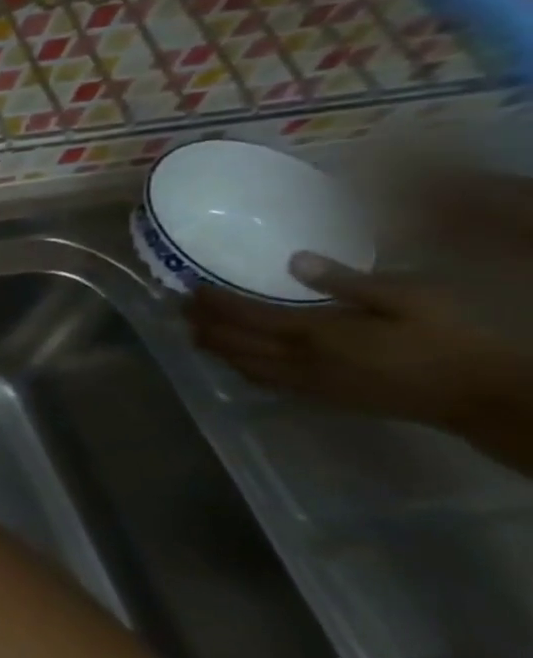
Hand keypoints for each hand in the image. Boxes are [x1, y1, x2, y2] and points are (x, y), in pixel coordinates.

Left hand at [185, 251, 526, 431]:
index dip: (213, 302)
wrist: (478, 395)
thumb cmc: (447, 338)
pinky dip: (238, 368)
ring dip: (213, 347)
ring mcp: (305, 383)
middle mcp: (297, 360)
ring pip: (241, 365)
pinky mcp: (319, 398)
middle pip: (232, 342)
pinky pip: (263, 382)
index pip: (244, 315)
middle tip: (179, 308)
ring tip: (194, 332)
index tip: (190, 288)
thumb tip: (293, 259)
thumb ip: (345, 281)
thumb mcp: (406, 298)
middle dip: (202, 324)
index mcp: (313, 332)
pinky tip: (233, 360)